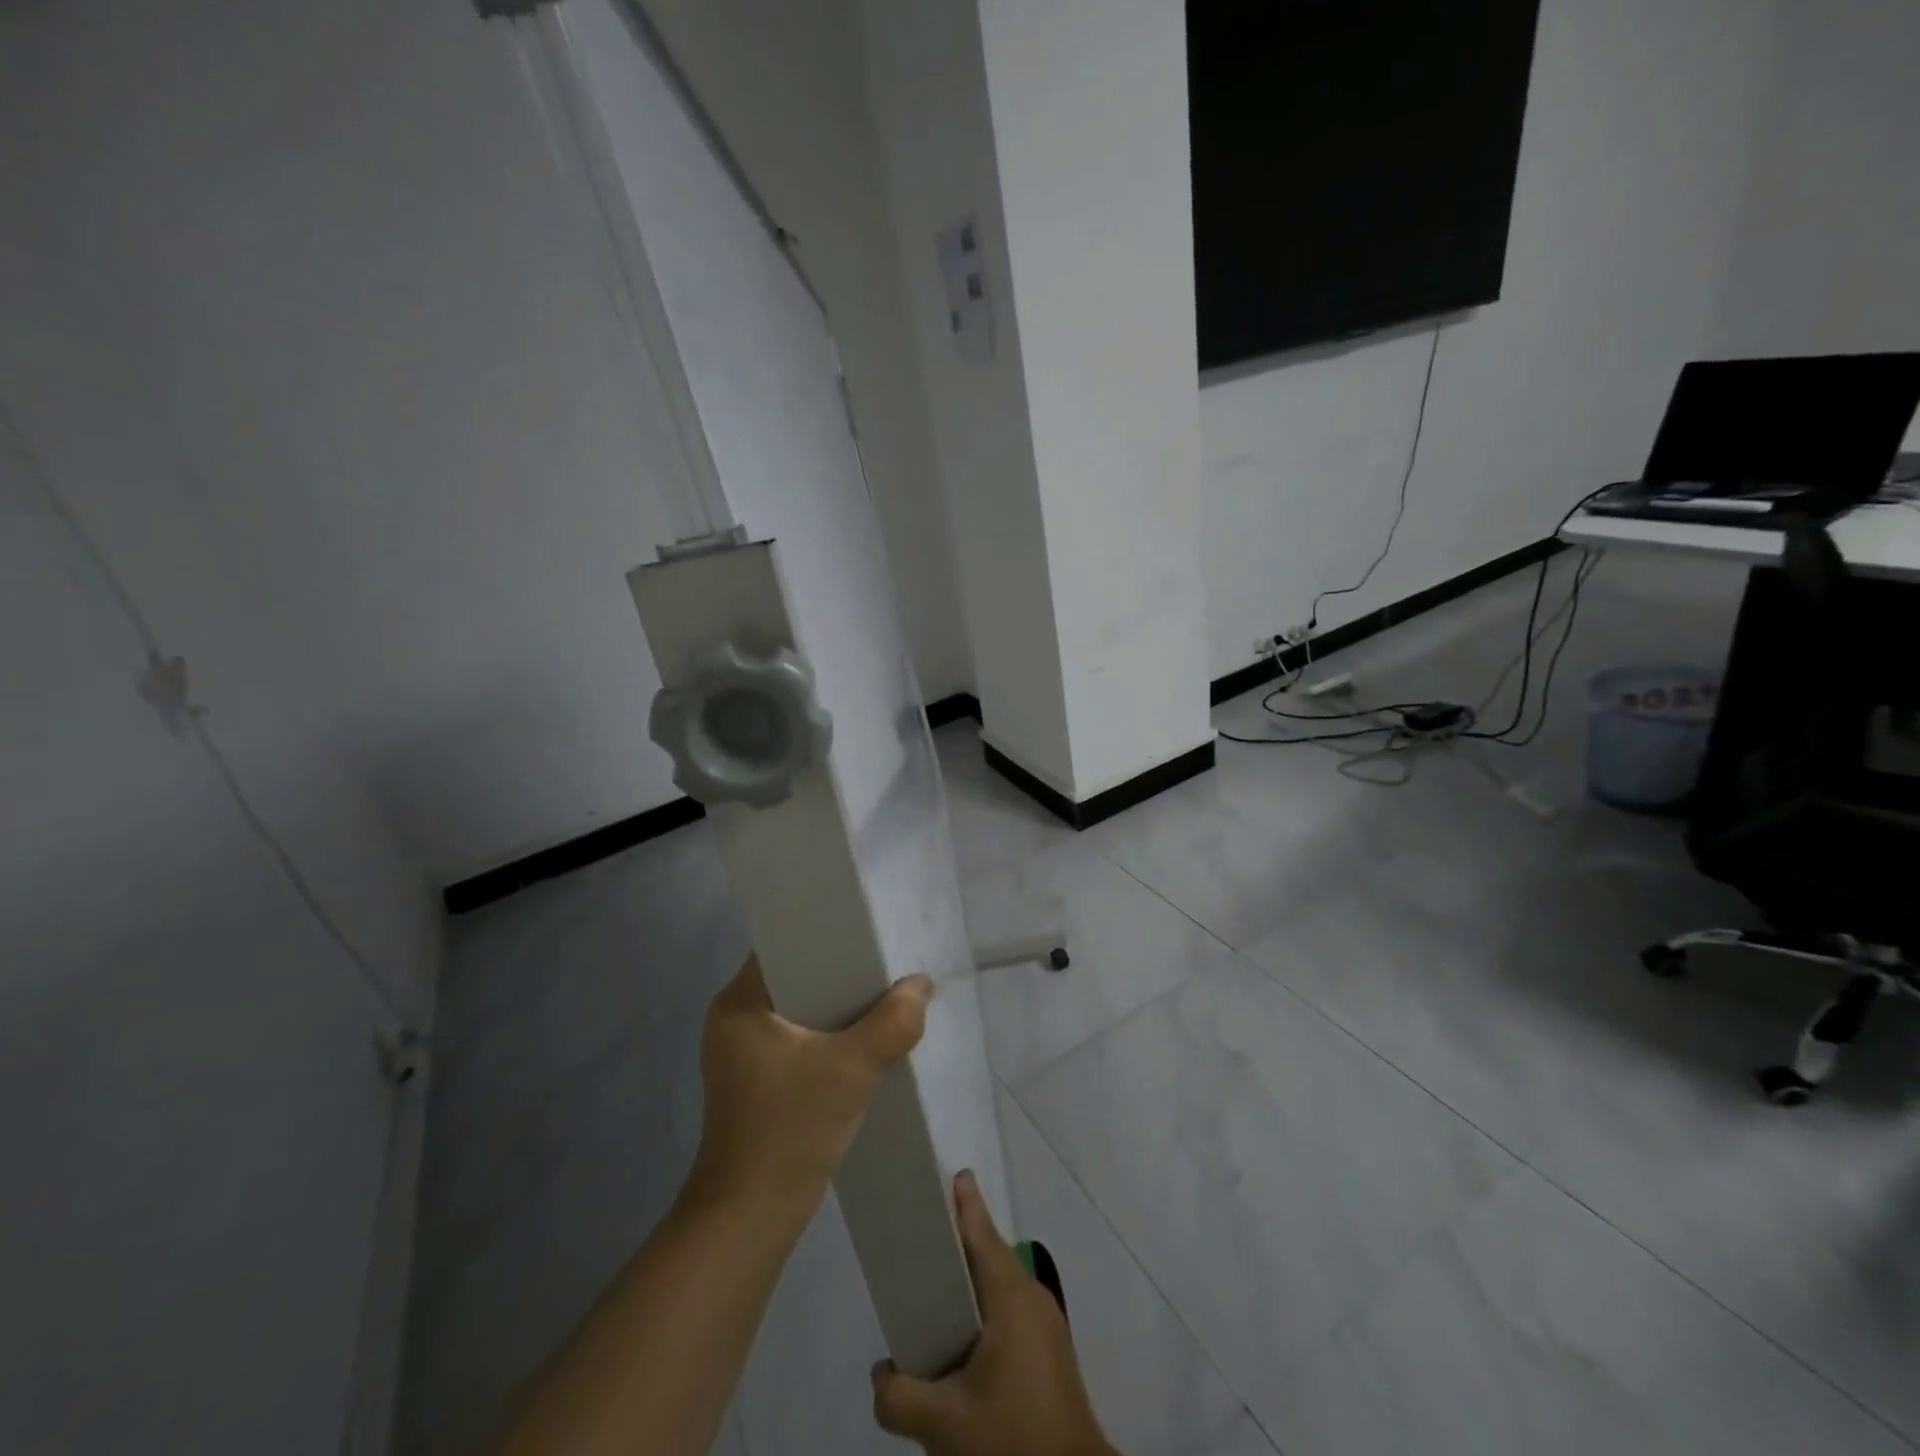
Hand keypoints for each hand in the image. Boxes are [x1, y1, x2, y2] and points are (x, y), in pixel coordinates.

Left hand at [687, 955, 932, 1220]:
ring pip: (801, 1008)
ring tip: (883, 992)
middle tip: (885, 961)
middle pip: (796, 974)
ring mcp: (743, 1052)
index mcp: (738, 1002)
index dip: (825, 932)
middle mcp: (734, 1018)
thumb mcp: (851, 1069)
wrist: (750, 1218)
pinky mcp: (757, 1079)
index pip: (782, 942)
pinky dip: (830, 1033)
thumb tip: (922, 985)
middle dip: (841, 969)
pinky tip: (865, 1037)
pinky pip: (799, 1037)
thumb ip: (893, 1022)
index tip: (866, 930)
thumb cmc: (789, 1129)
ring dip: (839, 1004)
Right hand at [871, 1171, 1114, 1455]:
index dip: (964, 1202)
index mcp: (1011, 1296)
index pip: (982, 1232)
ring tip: (932, 1289)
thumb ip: (899, 1395)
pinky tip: (960, 1338)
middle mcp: (1032, 1298)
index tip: (950, 1173)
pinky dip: (982, 1307)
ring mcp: (1046, 1325)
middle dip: (959, 1241)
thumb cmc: (1011, 1438)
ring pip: (1000, 1285)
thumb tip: (881, 1372)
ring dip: (970, 1280)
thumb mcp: (944, 1423)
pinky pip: (1009, 1310)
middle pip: (990, 1254)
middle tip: (923, 1234)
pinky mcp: (1049, 1352)